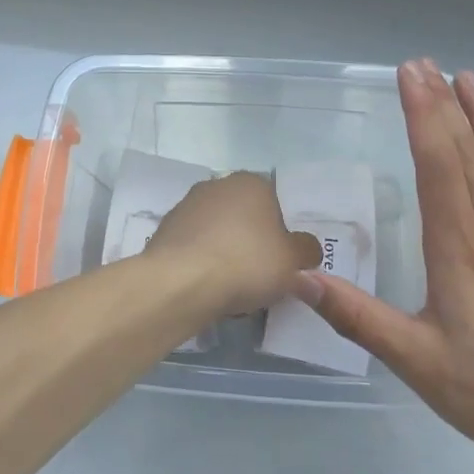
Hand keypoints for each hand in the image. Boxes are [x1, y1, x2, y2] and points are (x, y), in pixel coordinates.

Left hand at [147, 172, 324, 318]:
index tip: (284, 260)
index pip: (275, 202)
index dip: (283, 232)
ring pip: (218, 234)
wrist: (181, 282)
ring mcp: (186, 206)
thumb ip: (307, 251)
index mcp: (250, 182)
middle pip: (244, 217)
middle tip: (262, 276)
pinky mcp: (165, 231)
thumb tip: (308, 250)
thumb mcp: (293, 261)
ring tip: (234, 290)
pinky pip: (195, 249)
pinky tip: (208, 289)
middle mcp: (217, 185)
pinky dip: (203, 265)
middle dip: (253, 243)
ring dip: (226, 255)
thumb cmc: (246, 262)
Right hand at [299, 59, 473, 454]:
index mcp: (460, 245)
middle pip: (469, 151)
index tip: (410, 75)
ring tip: (471, 80)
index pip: (438, 163)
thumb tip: (300, 279)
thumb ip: (357, 316)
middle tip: (427, 64)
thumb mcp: (415, 359)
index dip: (422, 115)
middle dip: (445, 103)